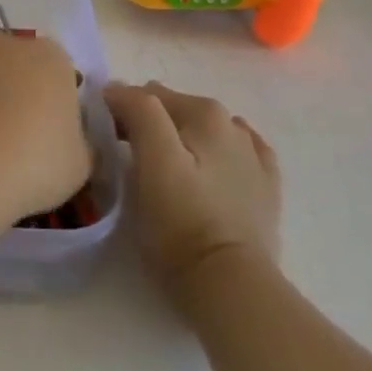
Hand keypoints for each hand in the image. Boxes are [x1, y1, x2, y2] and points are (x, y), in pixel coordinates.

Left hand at [0, 34, 90, 224]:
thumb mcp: (79, 166)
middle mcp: (1, 44)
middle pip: (13, 65)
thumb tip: (68, 140)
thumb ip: (79, 142)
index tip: (49, 136)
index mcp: (48, 57)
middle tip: (11, 139)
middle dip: (13, 92)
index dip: (55, 102)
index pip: (59, 70)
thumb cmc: (30, 165)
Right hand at [103, 82, 280, 288]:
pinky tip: (206, 172)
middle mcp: (233, 124)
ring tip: (164, 173)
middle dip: (149, 126)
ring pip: (202, 131)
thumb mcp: (153, 160)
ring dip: (180, 140)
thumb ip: (139, 111)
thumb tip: (118, 87)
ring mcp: (254, 156)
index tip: (105, 142)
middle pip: (174, 111)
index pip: (145, 95)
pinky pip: (233, 155)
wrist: (230, 283)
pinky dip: (213, 156)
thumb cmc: (181, 221)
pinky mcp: (265, 188)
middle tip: (129, 162)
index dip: (119, 113)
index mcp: (205, 112)